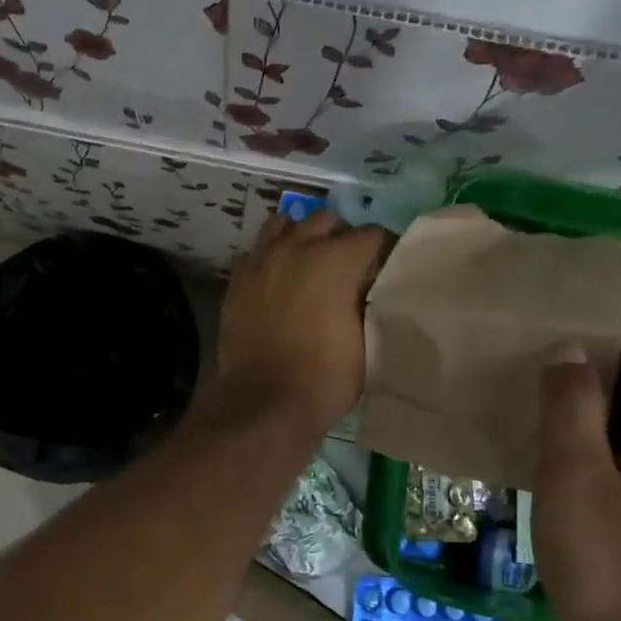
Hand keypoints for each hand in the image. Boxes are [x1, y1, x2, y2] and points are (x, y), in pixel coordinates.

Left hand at [213, 209, 390, 433]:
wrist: (265, 402)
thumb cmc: (325, 377)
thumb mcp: (366, 340)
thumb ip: (366, 301)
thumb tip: (363, 285)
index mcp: (335, 259)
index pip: (371, 234)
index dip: (382, 249)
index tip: (384, 266)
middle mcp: (296, 247)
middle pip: (325, 219)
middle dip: (340, 236)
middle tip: (345, 265)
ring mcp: (261, 260)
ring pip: (284, 224)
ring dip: (301, 236)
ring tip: (308, 261)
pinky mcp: (236, 279)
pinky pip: (257, 250)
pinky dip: (271, 256)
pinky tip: (277, 279)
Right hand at [529, 323, 620, 620]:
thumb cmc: (608, 560)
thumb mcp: (576, 474)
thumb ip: (570, 405)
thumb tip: (567, 349)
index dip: (612, 336)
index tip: (556, 351)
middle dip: (590, 366)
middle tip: (530, 376)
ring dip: (582, 401)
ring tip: (529, 407)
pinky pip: (620, 440)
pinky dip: (586, 433)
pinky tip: (545, 449)